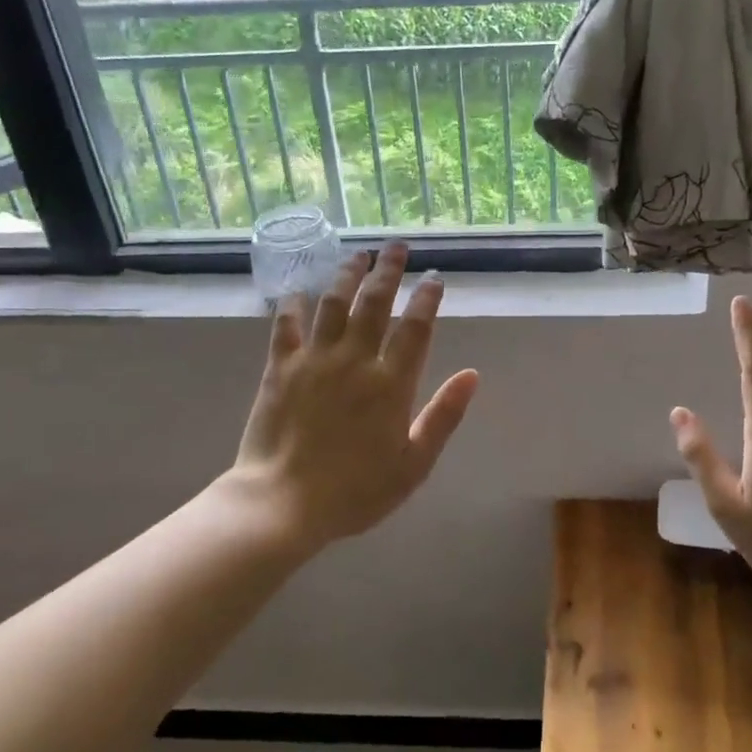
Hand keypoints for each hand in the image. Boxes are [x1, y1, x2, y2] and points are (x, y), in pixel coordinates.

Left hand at [225, 243, 479, 553]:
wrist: (283, 504)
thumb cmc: (356, 491)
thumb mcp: (414, 464)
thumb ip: (443, 415)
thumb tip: (471, 375)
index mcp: (391, 384)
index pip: (415, 328)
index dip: (426, 299)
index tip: (434, 278)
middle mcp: (354, 361)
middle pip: (374, 303)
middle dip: (388, 271)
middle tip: (396, 247)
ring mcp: (314, 361)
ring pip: (333, 304)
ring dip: (347, 275)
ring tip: (358, 255)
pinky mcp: (279, 369)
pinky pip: (286, 326)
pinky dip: (292, 304)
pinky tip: (297, 289)